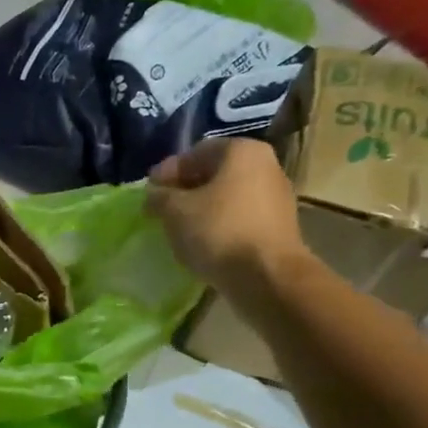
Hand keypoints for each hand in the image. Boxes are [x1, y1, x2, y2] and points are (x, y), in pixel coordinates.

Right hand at [146, 139, 308, 298]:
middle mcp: (266, 166)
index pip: (195, 153)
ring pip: (227, 196)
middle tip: (161, 208)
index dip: (167, 171)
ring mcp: (277, 197)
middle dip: (185, 189)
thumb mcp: (174, 210)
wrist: (267, 276)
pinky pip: (240, 217)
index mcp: (242, 151)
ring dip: (201, 208)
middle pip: (214, 173)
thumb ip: (159, 196)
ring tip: (178, 227)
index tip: (149, 192)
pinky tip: (202, 242)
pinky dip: (219, 224)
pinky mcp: (278, 226)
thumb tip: (155, 194)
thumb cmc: (218, 231)